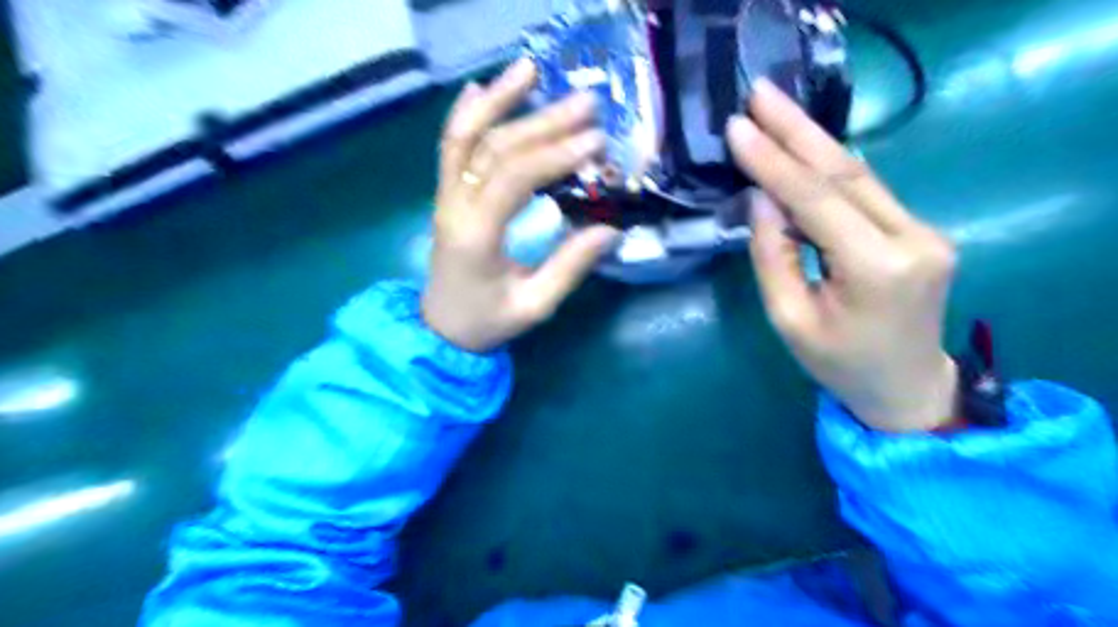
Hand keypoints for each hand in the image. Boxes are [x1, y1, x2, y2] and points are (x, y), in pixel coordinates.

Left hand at [427, 58, 625, 351]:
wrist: (442, 327)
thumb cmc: (488, 320)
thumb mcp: (534, 305)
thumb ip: (569, 267)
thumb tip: (611, 230)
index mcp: (476, 236)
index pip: (513, 179)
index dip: (554, 155)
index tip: (594, 142)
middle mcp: (454, 207)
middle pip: (495, 149)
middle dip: (542, 122)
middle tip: (586, 103)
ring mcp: (445, 197)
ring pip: (466, 137)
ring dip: (498, 100)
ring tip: (530, 69)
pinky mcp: (446, 195)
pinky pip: (451, 147)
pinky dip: (465, 115)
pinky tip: (480, 90)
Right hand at [726, 81, 959, 433]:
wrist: (906, 387)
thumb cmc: (839, 365)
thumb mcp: (790, 320)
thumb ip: (773, 256)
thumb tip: (761, 199)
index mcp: (877, 269)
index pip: (817, 201)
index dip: (774, 163)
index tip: (738, 128)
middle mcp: (913, 238)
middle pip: (846, 172)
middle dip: (797, 130)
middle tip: (759, 93)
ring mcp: (924, 230)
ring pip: (859, 175)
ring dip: (813, 140)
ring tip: (774, 108)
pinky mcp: (919, 230)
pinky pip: (865, 192)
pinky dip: (827, 168)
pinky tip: (801, 147)